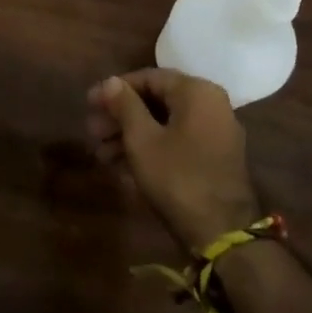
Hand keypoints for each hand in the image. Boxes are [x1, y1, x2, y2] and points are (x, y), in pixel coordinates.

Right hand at [87, 69, 261, 252]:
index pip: (148, 78)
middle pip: (155, 102)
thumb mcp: (142, 139)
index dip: (114, 90)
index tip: (89, 104)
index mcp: (196, 92)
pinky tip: (122, 168)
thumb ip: (124, 105)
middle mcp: (210, 106)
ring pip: (164, 125)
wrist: (222, 234)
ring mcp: (214, 134)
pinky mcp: (213, 160)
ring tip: (100, 155)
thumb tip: (111, 80)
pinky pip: (176, 143)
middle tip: (92, 132)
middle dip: (120, 117)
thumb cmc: (177, 177)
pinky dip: (150, 150)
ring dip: (130, 136)